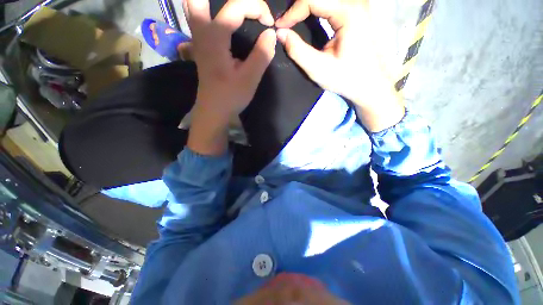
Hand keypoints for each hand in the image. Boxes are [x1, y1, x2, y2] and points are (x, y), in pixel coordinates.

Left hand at [185, 0, 276, 117]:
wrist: (214, 111)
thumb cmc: (230, 97)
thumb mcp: (250, 79)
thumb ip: (262, 55)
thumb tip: (271, 34)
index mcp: (215, 37)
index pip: (236, 5)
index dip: (257, 7)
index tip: (270, 23)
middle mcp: (202, 32)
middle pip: (198, 0)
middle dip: (230, 1)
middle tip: (245, 8)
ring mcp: (198, 40)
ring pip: (193, 7)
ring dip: (210, 3)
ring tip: (235, 11)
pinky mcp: (201, 48)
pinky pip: (199, 20)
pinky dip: (208, 13)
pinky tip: (221, 20)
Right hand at [275, 0, 404, 131]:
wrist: (370, 83)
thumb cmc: (346, 78)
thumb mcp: (319, 69)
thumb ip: (298, 51)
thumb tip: (280, 33)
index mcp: (349, 12)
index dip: (292, 11)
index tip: (279, 27)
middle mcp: (356, 1)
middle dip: (298, 5)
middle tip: (285, 22)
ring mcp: (358, 4)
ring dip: (307, 4)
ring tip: (293, 19)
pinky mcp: (357, 10)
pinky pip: (332, 1)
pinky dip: (316, 6)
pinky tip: (307, 16)